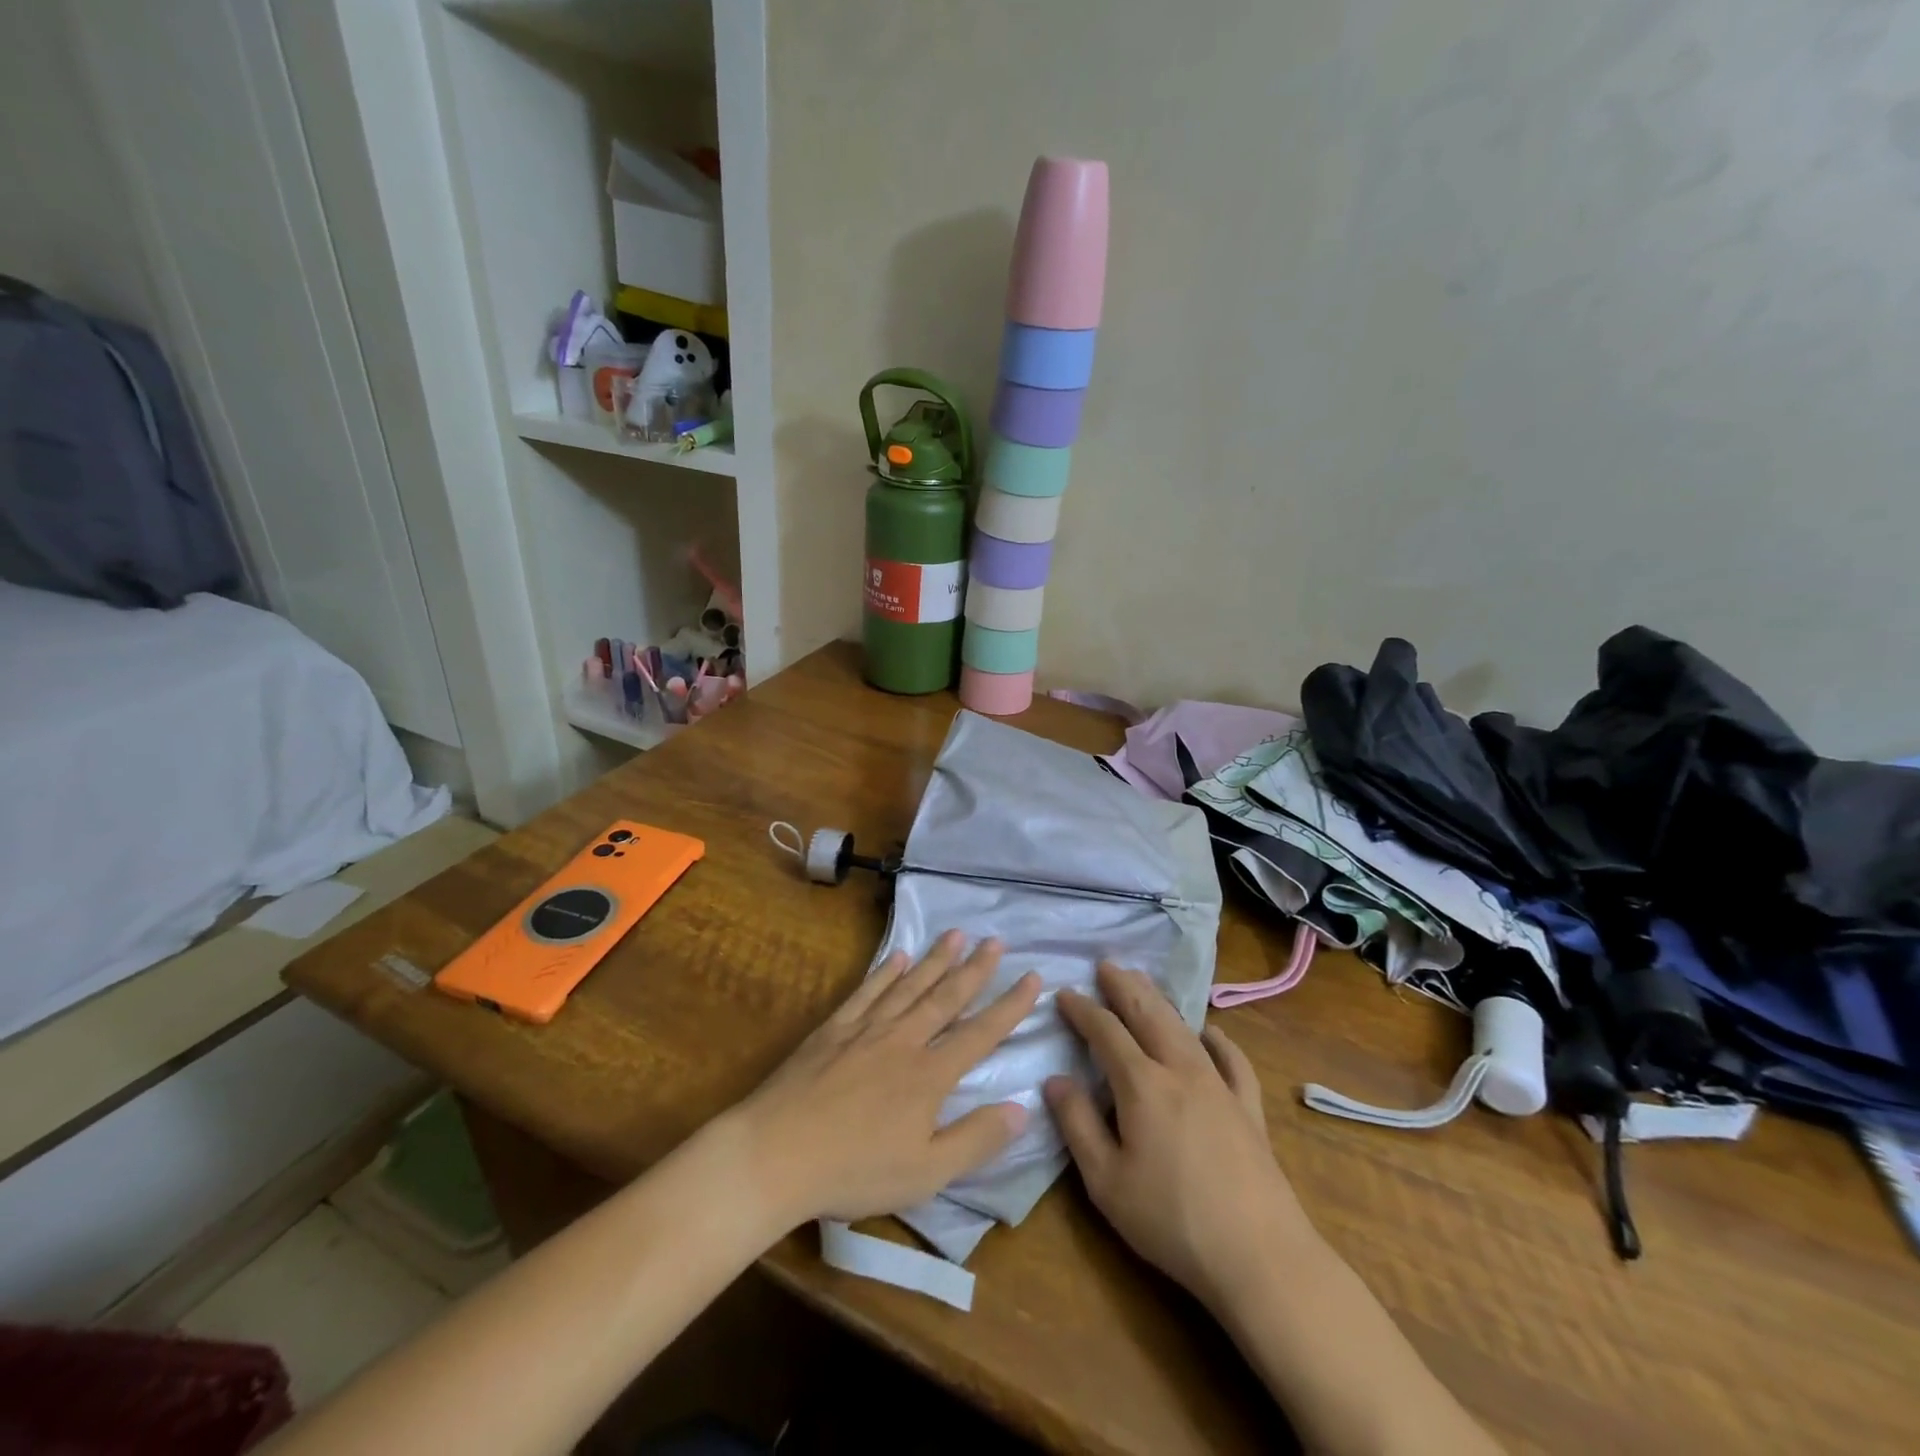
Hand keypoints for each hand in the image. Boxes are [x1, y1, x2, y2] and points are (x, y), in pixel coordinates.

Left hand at [731, 930, 1039, 1227]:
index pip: (980, 1033)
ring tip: (956, 934)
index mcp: (930, 1075)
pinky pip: (866, 992)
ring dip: (935, 959)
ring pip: (909, 986)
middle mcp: (903, 1040)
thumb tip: (1022, 1108)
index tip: (1033, 977)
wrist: (776, 1153)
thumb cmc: (853, 1171)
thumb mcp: (925, 1173)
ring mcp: (866, 1029)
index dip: (1009, 1006)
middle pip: (946, 997)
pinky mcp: (833, 1029)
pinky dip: (884, 972)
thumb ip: (976, 1139)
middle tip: (996, 941)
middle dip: (975, 969)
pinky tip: (896, 956)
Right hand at [1044, 963, 1312, 1308]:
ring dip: (1159, 1000)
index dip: (1082, 1009)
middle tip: (1105, 964)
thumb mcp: (1106, 1181)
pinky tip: (1211, 1032)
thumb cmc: (1171, 1220)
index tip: (1064, 993)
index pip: (1105, 1031)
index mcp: (1142, 1084)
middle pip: (1147, 1014)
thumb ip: (1077, 1124)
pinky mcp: (1248, 1108)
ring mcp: (1219, 1085)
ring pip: (1183, 1027)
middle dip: (1123, 986)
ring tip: (1142, 982)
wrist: (1259, 1256)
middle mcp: (1180, 1070)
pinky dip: (1218, 1039)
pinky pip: (1232, 1060)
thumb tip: (1054, 1079)